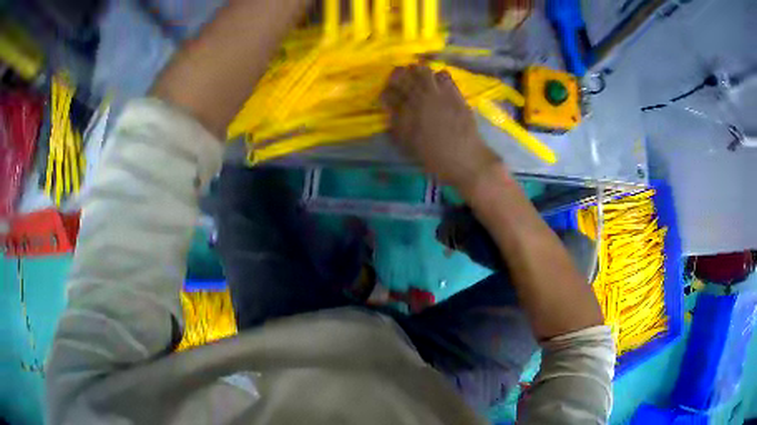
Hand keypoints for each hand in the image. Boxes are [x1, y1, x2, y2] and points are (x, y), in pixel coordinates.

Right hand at [381, 65, 502, 194]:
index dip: (386, 91)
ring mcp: (439, 93)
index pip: (389, 93)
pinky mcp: (455, 93)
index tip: (387, 95)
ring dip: (417, 71)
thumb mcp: (409, 144)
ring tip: (417, 75)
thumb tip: (390, 110)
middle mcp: (420, 97)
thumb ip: (397, 125)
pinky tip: (438, 82)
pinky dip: (438, 75)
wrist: (465, 158)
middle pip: (403, 75)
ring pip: (423, 70)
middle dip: (398, 74)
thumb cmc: (435, 157)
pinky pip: (444, 75)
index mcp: (406, 112)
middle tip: (399, 78)